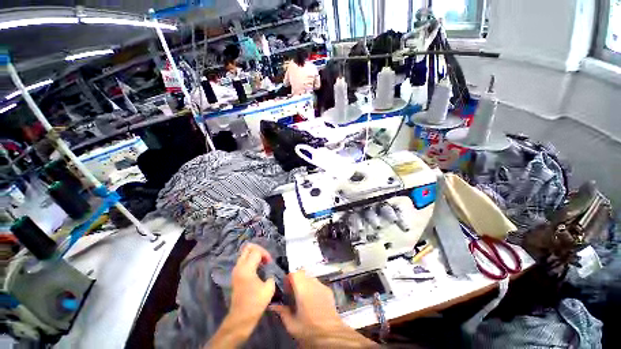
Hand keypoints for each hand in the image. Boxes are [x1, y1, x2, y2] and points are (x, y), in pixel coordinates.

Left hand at [206, 244, 275, 347]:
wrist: (241, 318)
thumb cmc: (255, 303)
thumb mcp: (269, 288)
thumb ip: (271, 274)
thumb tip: (270, 270)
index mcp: (247, 269)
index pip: (256, 251)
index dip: (265, 254)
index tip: (270, 263)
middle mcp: (239, 267)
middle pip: (247, 248)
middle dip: (258, 250)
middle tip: (265, 258)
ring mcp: (236, 271)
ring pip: (245, 253)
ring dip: (254, 255)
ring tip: (262, 263)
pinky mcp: (236, 275)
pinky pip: (243, 260)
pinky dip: (251, 260)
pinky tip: (257, 268)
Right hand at [270, 270, 376, 346]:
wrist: (331, 335)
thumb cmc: (309, 330)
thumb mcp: (292, 325)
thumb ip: (282, 312)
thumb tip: (273, 305)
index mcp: (303, 289)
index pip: (294, 273)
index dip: (288, 278)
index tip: (286, 288)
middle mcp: (313, 283)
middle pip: (302, 274)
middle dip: (296, 281)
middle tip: (293, 294)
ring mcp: (322, 286)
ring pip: (310, 278)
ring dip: (305, 284)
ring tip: (303, 298)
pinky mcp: (328, 290)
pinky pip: (318, 284)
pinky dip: (313, 288)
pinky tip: (313, 301)